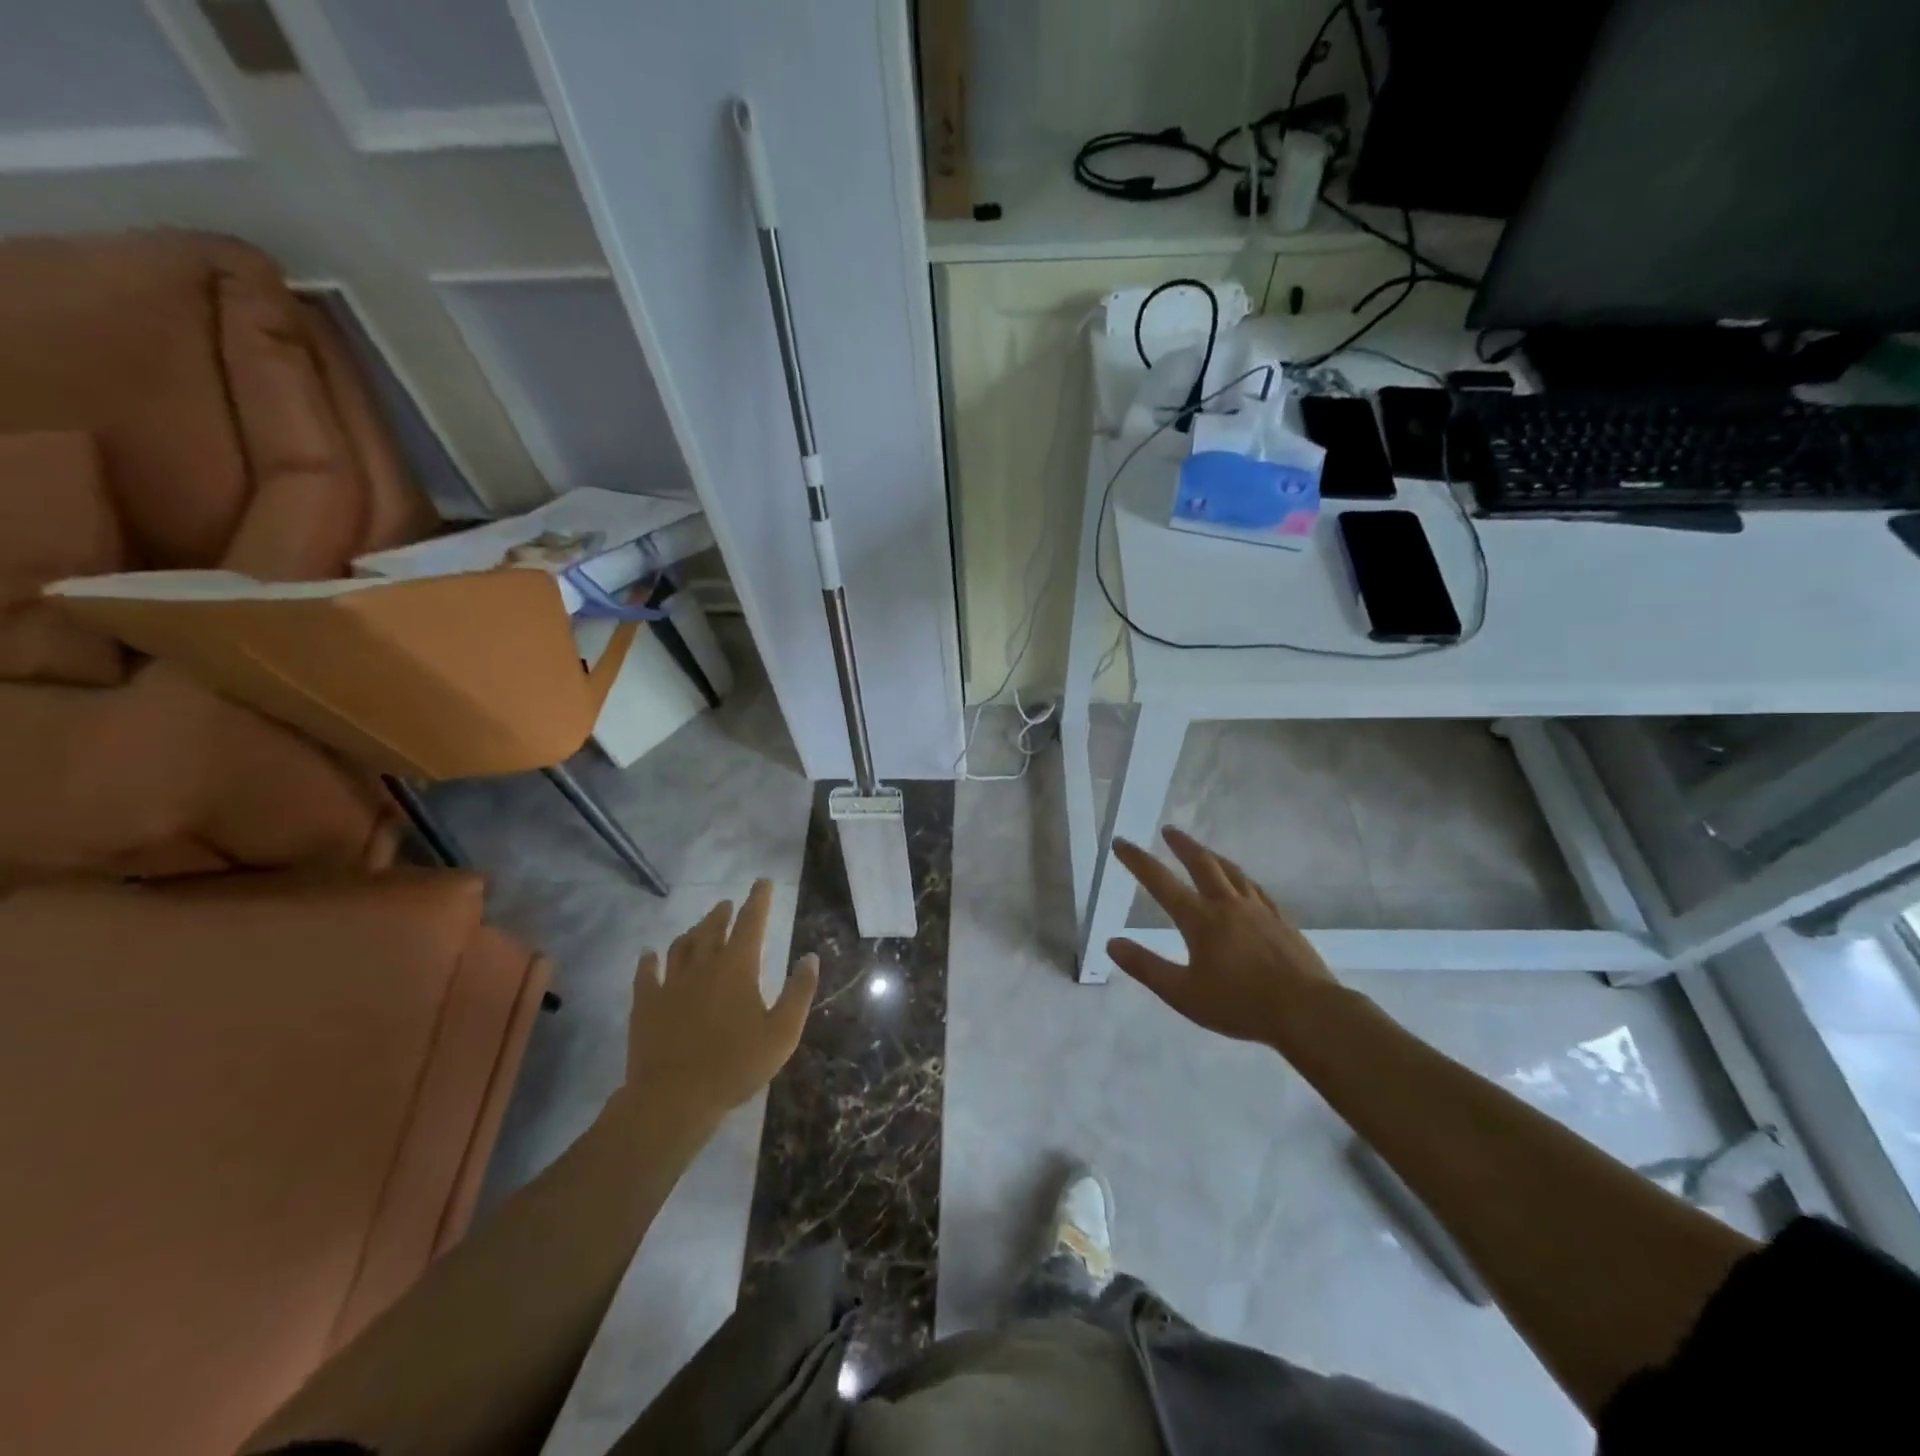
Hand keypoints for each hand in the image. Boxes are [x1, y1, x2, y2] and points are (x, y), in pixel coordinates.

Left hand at [623, 879, 817, 1119]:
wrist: (674, 1098)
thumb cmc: (736, 1065)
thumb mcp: (782, 1033)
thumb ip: (798, 992)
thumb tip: (810, 957)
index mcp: (738, 968)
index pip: (751, 923)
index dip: (759, 900)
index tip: (763, 883)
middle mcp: (703, 966)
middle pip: (713, 929)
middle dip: (724, 913)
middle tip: (729, 904)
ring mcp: (671, 984)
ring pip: (681, 946)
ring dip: (693, 931)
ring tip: (699, 926)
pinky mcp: (646, 1005)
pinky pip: (646, 974)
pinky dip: (649, 960)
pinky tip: (649, 954)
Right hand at [1108, 827, 1336, 1048]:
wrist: (1307, 1012)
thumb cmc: (1239, 1005)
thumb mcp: (1183, 994)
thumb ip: (1146, 967)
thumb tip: (1112, 943)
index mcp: (1200, 919)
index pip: (1160, 882)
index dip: (1137, 860)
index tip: (1121, 842)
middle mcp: (1228, 905)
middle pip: (1202, 863)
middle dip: (1182, 845)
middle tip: (1169, 830)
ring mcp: (1259, 910)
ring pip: (1232, 871)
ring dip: (1212, 856)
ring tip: (1202, 850)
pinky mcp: (1282, 921)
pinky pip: (1256, 889)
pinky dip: (1241, 878)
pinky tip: (1244, 884)